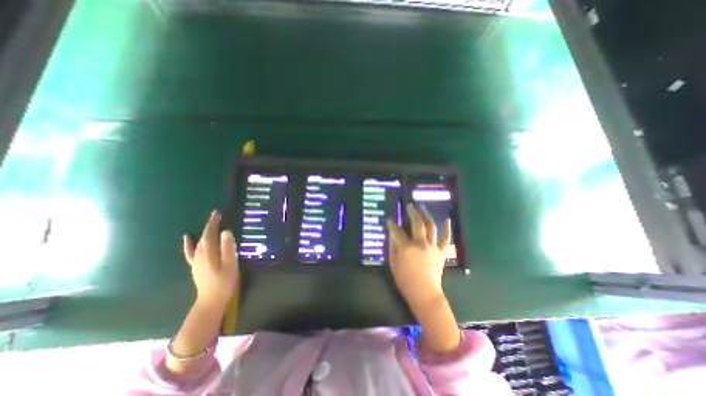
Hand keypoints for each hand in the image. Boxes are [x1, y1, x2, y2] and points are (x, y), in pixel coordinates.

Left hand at [182, 210, 238, 305]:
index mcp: (208, 252)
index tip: (217, 213)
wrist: (211, 300)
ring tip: (210, 224)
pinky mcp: (196, 266)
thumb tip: (225, 231)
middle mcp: (199, 254)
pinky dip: (188, 244)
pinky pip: (190, 252)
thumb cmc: (224, 281)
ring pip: (198, 242)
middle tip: (217, 216)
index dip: (213, 223)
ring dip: (204, 232)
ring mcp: (196, 260)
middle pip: (204, 236)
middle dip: (210, 225)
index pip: (209, 233)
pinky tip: (186, 238)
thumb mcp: (230, 264)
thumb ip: (228, 247)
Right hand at [385, 204, 452, 309]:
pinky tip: (447, 219)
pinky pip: (446, 239)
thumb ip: (392, 248)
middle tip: (409, 205)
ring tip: (422, 207)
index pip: (397, 231)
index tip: (389, 219)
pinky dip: (447, 229)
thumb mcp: (393, 264)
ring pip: (431, 226)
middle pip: (417, 223)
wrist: (425, 294)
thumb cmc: (405, 281)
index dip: (392, 224)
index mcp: (406, 247)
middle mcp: (420, 243)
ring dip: (426, 215)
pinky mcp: (441, 252)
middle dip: (412, 212)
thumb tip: (392, 235)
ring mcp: (433, 247)